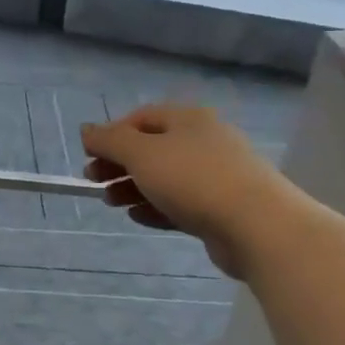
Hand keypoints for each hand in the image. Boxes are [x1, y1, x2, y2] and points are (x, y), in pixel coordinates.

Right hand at [80, 104, 297, 278]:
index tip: (88, 155)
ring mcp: (215, 175)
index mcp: (188, 120)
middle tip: (93, 181)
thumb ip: (109, 140)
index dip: (111, 134)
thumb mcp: (141, 154)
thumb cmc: (193, 179)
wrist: (258, 225)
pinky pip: (179, 203)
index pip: (140, 118)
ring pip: (164, 177)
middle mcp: (203, 141)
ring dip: (132, 187)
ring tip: (111, 203)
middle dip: (118, 164)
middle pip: (151, 148)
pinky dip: (155, 207)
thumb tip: (86, 130)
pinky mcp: (220, 207)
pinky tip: (136, 217)